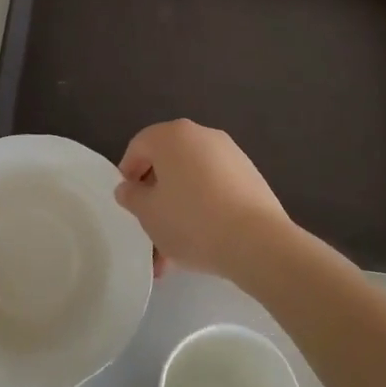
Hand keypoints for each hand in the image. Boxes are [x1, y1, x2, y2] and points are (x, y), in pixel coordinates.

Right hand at [115, 120, 298, 283]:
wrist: (257, 241)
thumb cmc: (191, 221)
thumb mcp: (148, 213)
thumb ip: (132, 196)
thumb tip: (128, 187)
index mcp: (172, 135)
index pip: (139, 146)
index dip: (128, 174)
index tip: (129, 203)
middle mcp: (201, 135)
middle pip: (167, 163)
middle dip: (156, 197)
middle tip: (150, 228)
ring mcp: (230, 154)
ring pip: (191, 180)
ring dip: (179, 209)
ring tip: (174, 251)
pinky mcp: (250, 175)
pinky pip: (215, 188)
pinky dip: (204, 208)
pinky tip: (202, 242)